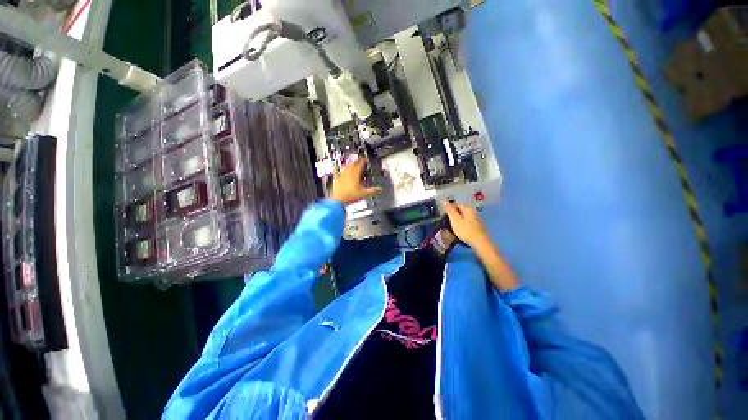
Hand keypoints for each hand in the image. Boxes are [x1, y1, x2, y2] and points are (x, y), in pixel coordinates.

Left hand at [330, 157, 382, 204]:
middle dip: (357, 160)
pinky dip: (337, 167)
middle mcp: (348, 173)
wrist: (338, 200)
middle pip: (353, 163)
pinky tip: (335, 165)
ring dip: (349, 163)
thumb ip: (372, 191)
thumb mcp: (363, 194)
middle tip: (360, 160)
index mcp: (355, 174)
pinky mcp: (336, 179)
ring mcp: (341, 175)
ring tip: (352, 162)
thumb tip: (380, 190)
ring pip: (346, 166)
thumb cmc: (349, 196)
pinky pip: (336, 170)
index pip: (360, 164)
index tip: (365, 159)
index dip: (363, 160)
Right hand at [443, 201, 490, 247]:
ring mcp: (477, 219)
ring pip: (465, 217)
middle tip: (447, 223)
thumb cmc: (466, 230)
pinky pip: (468, 222)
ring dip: (458, 221)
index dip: (449, 210)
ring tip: (453, 228)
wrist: (480, 242)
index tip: (444, 216)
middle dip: (454, 215)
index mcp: (468, 208)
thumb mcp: (455, 219)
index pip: (456, 205)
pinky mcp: (479, 226)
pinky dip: (463, 225)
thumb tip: (444, 200)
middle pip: (461, 211)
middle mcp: (474, 211)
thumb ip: (449, 210)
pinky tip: (461, 231)